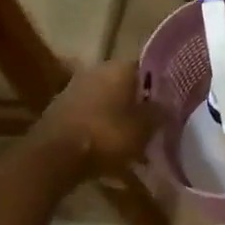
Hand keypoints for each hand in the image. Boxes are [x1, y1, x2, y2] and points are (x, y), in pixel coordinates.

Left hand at [34, 60, 163, 176]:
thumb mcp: (144, 128)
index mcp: (120, 67)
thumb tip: (167, 105)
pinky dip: (101, 127)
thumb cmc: (106, 136)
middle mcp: (97, 70)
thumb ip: (159, 113)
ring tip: (133, 140)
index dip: (160, 87)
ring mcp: (75, 88)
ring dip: (119, 117)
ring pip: (107, 100)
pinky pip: (91, 115)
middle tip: (153, 124)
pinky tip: (110, 148)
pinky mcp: (61, 109)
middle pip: (126, 85)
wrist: (54, 156)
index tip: (170, 104)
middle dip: (138, 104)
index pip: (148, 69)